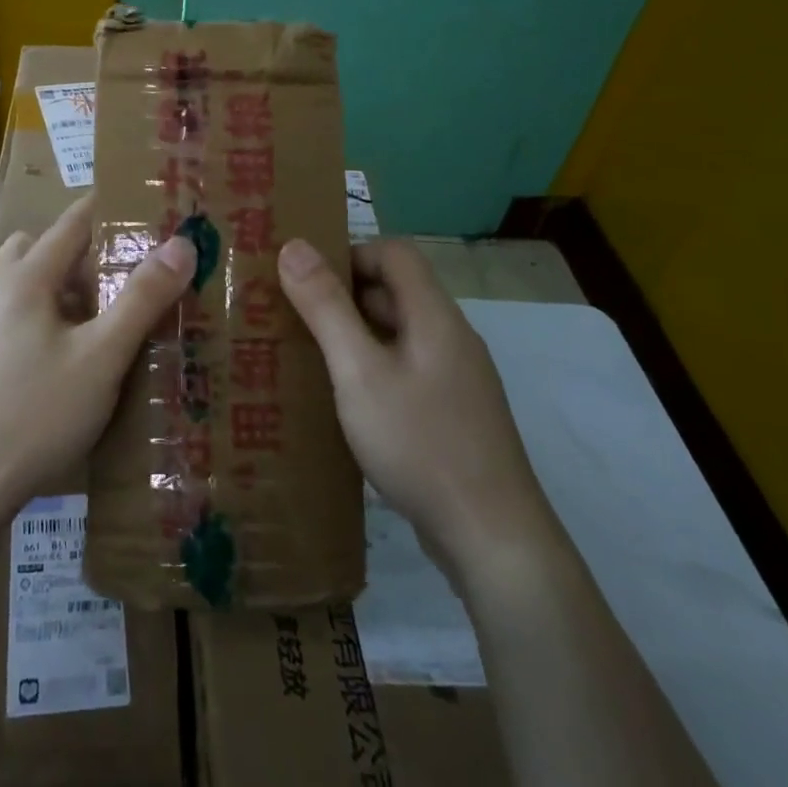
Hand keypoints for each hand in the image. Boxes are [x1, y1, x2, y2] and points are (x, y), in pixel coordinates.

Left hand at [0, 196, 195, 520]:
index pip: (70, 224)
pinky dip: (37, 316)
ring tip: (94, 321)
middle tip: (117, 277)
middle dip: (78, 253)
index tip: (138, 206)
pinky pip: (8, 314)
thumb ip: (142, 298)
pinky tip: (59, 359)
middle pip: (38, 248)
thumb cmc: (35, 414)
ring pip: (20, 283)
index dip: (104, 210)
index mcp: (24, 279)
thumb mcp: (102, 357)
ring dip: (55, 287)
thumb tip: (182, 243)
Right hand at [279, 237, 551, 554]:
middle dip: (344, 296)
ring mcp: (457, 378)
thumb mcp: (359, 371)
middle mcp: (451, 337)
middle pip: (396, 291)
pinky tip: (346, 402)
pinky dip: (373, 369)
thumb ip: (325, 307)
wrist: (494, 540)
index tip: (306, 279)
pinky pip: (407, 370)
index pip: (394, 253)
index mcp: (434, 315)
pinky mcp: (454, 414)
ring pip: (399, 334)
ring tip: (308, 356)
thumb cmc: (420, 442)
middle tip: (294, 316)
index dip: (350, 253)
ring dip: (356, 335)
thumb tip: (294, 246)